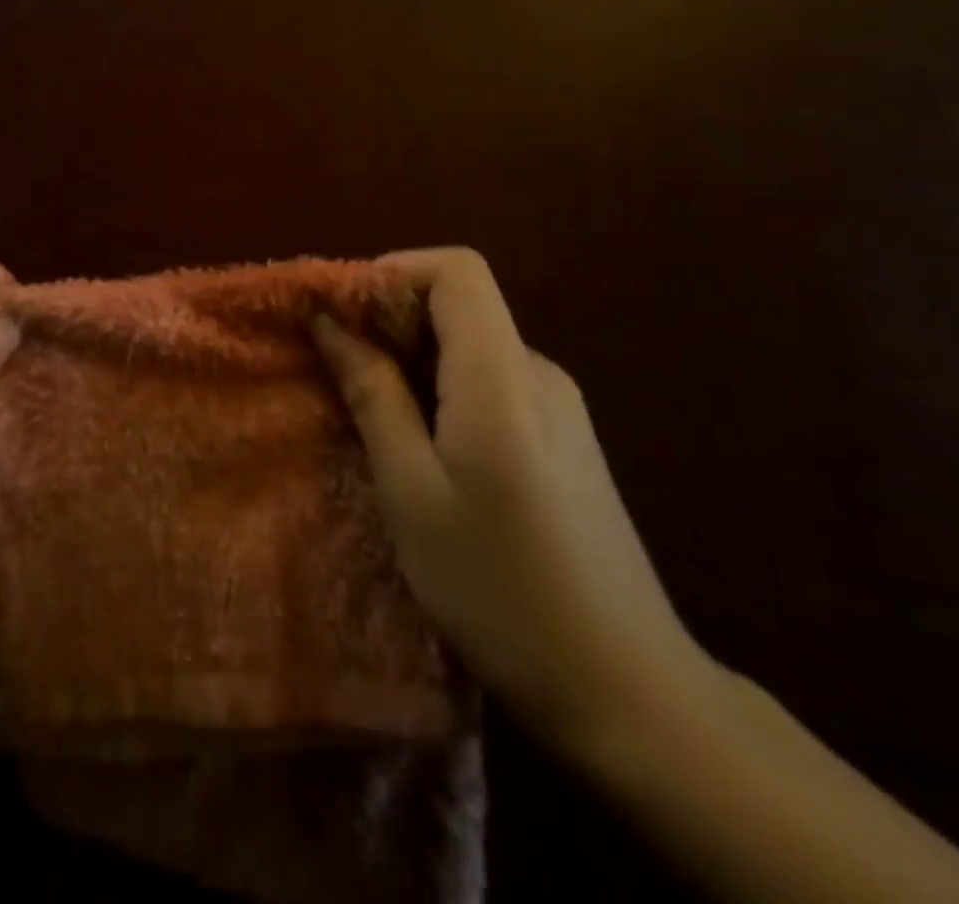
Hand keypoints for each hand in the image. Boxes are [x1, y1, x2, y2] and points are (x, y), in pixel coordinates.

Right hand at [313, 248, 717, 761]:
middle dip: (390, 319)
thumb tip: (331, 321)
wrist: (627, 689)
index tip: (340, 315)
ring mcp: (559, 406)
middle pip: (460, 303)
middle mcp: (538, 372)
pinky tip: (421, 447)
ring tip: (369, 413)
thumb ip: (373, 393)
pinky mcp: (563, 438)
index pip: (456, 270)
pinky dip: (442, 389)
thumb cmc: (500, 588)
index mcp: (503, 375)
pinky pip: (490, 383)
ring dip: (412, 359)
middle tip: (337, 369)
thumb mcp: (412, 491)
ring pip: (472, 345)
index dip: (392, 272)